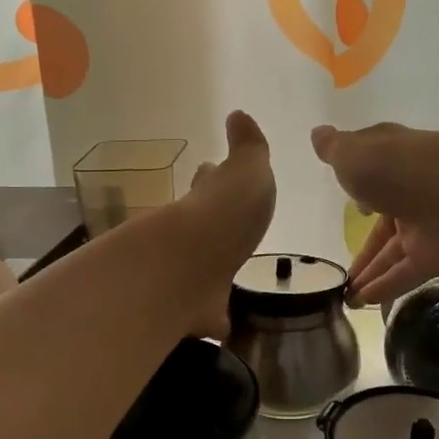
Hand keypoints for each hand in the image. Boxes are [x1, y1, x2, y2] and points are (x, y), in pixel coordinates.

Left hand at [184, 111, 276, 331]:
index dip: (212, 177)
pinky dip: (213, 317)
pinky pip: (207, 312)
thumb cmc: (226, 213)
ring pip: (201, 267)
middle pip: (201, 223)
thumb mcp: (248, 171)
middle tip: (221, 223)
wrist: (191, 266)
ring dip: (210, 267)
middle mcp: (193, 233)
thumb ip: (248, 148)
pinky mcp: (192, 310)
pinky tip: (222, 324)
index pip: (209, 181)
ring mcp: (190, 272)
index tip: (209, 171)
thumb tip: (238, 114)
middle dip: (209, 220)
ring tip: (226, 271)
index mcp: (208, 198)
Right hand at [311, 122, 438, 307]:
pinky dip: (386, 287)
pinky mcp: (438, 255)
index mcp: (394, 158)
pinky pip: (407, 273)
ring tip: (346, 296)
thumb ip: (334, 150)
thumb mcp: (353, 154)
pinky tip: (363, 302)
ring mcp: (427, 223)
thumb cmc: (397, 167)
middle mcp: (412, 189)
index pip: (377, 168)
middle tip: (341, 266)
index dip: (361, 182)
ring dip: (370, 271)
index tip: (349, 199)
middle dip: (364, 243)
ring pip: (394, 250)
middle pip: (385, 219)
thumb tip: (318, 134)